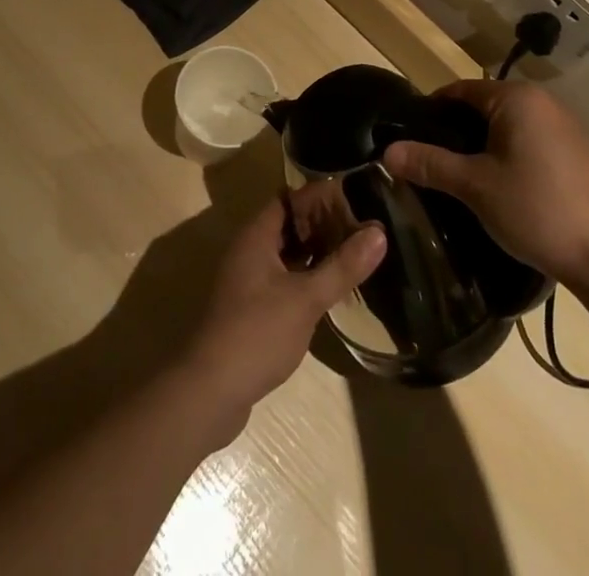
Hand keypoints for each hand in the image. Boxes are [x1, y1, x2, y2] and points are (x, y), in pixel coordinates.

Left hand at [179, 192, 385, 437]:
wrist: (209, 392)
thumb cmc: (257, 333)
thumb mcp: (305, 299)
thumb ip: (342, 266)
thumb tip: (379, 233)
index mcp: (257, 236)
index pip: (290, 198)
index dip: (320, 195)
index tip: (354, 197)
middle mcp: (250, 250)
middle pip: (289, 224)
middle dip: (323, 224)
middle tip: (362, 227)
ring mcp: (248, 280)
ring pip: (287, 253)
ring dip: (316, 251)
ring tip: (354, 253)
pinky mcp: (252, 308)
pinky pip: (284, 278)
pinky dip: (307, 276)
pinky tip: (331, 289)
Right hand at [381, 80, 588, 287]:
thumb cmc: (536, 209)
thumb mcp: (475, 187)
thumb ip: (430, 164)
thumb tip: (387, 152)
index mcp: (516, 98)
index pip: (460, 90)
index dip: (432, 111)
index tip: (410, 138)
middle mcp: (542, 101)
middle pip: (484, 106)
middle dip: (456, 131)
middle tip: (431, 163)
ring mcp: (564, 126)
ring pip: (507, 126)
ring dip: (483, 146)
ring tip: (460, 178)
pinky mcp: (576, 152)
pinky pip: (529, 141)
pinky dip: (508, 155)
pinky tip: (499, 187)